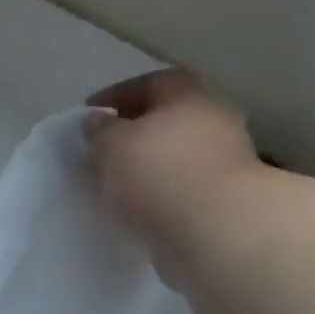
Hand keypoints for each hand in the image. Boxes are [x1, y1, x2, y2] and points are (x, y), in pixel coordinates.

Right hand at [87, 69, 265, 276]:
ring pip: (176, 155)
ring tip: (118, 183)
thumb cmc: (160, 175)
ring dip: (150, 166)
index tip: (91, 112)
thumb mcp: (113, 146)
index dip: (117, 94)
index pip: (150, 82)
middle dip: (136, 131)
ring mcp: (223, 161)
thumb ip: (100, 131)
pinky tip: (140, 208)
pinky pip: (182, 188)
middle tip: (105, 149)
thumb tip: (97, 122)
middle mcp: (212, 120)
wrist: (214, 232)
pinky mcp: (222, 199)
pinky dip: (161, 193)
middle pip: (168, 118)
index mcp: (188, 95)